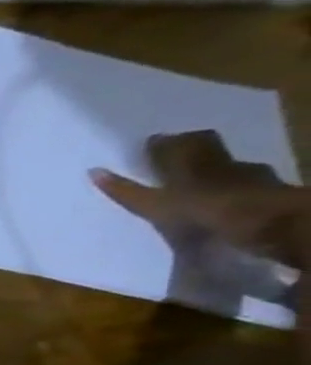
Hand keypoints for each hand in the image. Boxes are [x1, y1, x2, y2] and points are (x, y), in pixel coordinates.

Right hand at [93, 130, 310, 267]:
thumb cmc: (205, 209)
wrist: (272, 221)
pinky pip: (246, 180)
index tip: (150, 144)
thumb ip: (126, 191)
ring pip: (226, 162)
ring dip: (213, 165)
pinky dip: (234, 183)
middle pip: (204, 145)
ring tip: (199, 174)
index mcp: (190, 161)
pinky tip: (228, 192)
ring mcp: (248, 174)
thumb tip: (93, 171)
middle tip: (175, 151)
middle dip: (190, 145)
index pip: (173, 144)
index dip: (160, 143)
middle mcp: (218, 161)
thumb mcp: (156, 205)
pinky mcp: (266, 190)